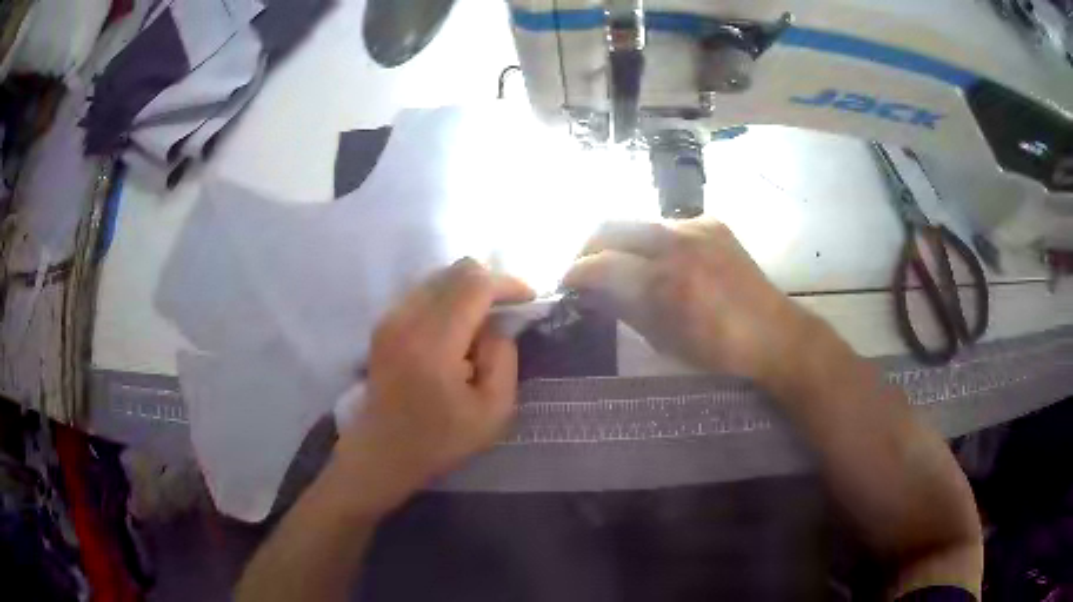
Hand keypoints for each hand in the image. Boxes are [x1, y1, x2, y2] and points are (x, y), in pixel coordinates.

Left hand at [329, 258, 533, 515]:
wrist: (382, 451)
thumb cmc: (440, 440)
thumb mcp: (493, 412)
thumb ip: (504, 359)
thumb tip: (499, 324)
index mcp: (433, 343)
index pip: (474, 285)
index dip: (508, 284)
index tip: (529, 300)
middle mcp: (406, 319)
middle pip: (456, 270)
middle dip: (491, 282)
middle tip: (509, 311)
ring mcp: (390, 317)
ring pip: (440, 276)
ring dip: (468, 290)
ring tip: (483, 323)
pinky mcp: (385, 322)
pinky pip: (424, 290)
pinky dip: (449, 298)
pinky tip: (458, 330)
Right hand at [563, 218, 812, 386]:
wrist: (774, 334)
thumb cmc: (718, 351)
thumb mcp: (663, 339)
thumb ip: (625, 308)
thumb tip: (594, 291)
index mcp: (665, 280)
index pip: (601, 263)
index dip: (575, 272)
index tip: (565, 283)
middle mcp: (677, 242)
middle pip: (611, 225)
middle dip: (589, 247)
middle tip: (583, 268)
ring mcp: (697, 227)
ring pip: (638, 222)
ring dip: (621, 242)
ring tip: (619, 264)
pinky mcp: (712, 223)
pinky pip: (668, 225)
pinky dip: (652, 241)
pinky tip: (658, 260)